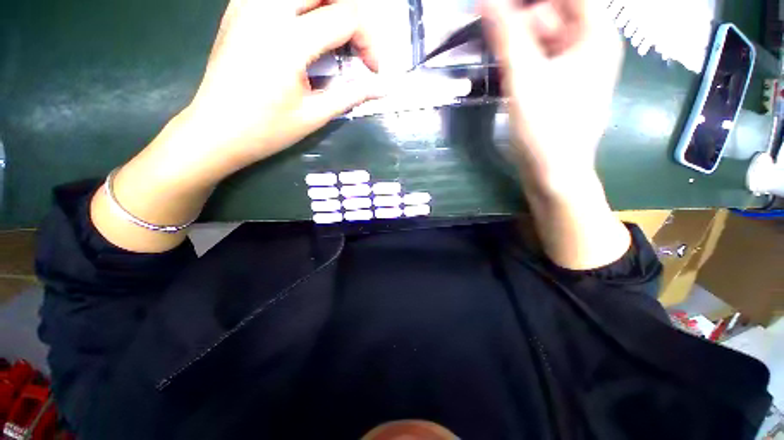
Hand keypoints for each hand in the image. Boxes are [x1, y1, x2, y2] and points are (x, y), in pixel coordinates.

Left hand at [163, 0, 383, 184]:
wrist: (216, 130)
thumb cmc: (267, 130)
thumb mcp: (315, 115)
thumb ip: (351, 95)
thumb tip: (382, 89)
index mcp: (288, 41)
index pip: (346, 17)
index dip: (369, 41)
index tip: (372, 69)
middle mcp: (266, 10)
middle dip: (352, 14)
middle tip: (357, 45)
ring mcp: (248, 4)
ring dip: (328, 6)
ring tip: (337, 36)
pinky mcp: (239, 8)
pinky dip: (303, 6)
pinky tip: (307, 28)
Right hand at [482, 0, 622, 191]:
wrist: (555, 172)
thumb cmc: (545, 127)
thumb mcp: (524, 78)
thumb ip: (506, 35)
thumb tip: (486, 1)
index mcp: (595, 33)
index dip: (528, 1)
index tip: (499, 9)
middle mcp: (593, 43)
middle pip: (556, 12)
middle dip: (524, 20)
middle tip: (498, 40)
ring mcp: (581, 65)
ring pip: (549, 36)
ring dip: (522, 41)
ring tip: (502, 59)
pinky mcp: (567, 84)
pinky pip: (547, 57)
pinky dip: (527, 58)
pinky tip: (512, 72)